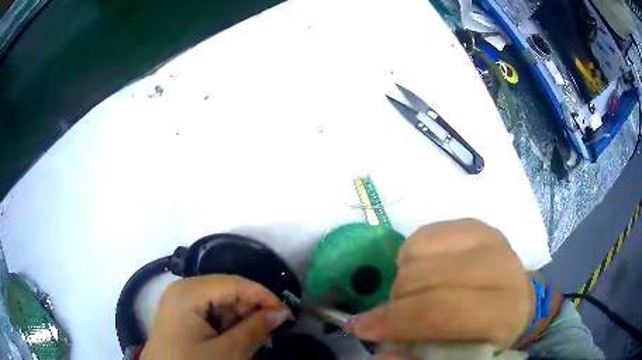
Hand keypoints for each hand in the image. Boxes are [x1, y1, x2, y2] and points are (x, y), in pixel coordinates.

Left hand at [142, 275, 291, 359]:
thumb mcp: (228, 352)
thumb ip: (255, 329)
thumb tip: (281, 313)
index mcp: (188, 292)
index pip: (234, 283)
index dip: (263, 296)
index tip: (286, 314)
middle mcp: (182, 290)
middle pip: (226, 291)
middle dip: (251, 310)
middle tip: (272, 331)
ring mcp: (180, 302)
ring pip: (220, 303)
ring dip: (241, 320)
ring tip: (257, 339)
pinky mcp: (181, 315)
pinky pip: (210, 313)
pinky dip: (228, 325)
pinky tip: (237, 340)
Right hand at [349, 219, 533, 348]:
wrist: (513, 299)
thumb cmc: (486, 335)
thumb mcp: (459, 358)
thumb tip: (379, 356)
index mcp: (503, 311)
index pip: (441, 310)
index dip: (396, 320)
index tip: (363, 328)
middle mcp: (501, 267)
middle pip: (426, 278)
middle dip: (394, 301)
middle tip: (387, 316)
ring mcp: (487, 238)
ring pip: (419, 252)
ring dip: (402, 278)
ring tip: (411, 295)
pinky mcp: (474, 224)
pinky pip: (423, 234)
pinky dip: (410, 256)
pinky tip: (422, 272)